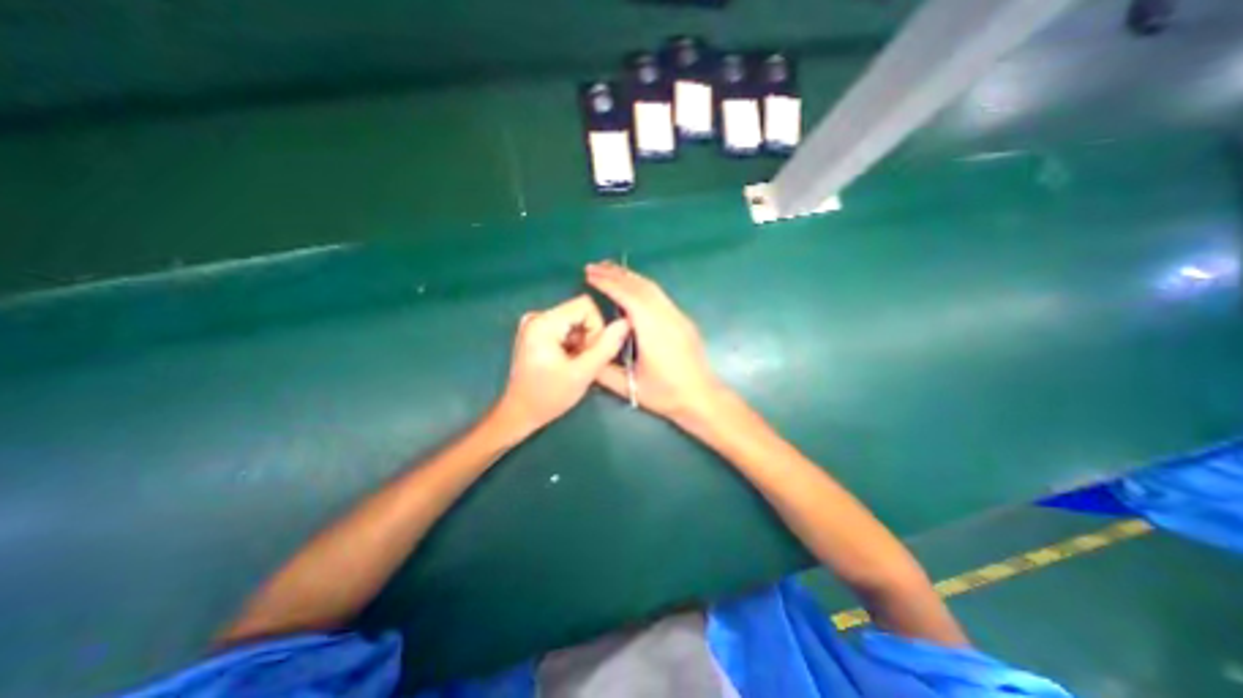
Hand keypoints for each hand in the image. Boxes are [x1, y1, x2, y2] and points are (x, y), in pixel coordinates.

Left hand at [497, 294, 631, 435]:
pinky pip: (567, 328)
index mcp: (543, 322)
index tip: (590, 353)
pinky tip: (566, 361)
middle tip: (582, 362)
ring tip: (573, 364)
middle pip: (581, 312)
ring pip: (576, 321)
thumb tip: (625, 324)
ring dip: (582, 342)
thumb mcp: (582, 373)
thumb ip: (606, 347)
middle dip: (589, 337)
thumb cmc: (549, 396)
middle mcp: (537, 316)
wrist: (521, 413)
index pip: (586, 306)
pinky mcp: (537, 331)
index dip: (597, 328)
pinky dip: (573, 343)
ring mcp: (535, 323)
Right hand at [585, 259, 729, 419]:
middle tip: (594, 267)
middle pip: (640, 286)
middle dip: (616, 274)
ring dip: (630, 277)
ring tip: (610, 271)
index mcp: (652, 330)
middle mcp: (666, 316)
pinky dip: (642, 286)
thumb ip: (603, 371)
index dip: (608, 284)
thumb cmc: (666, 394)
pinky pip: (659, 295)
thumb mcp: (630, 387)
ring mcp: (677, 316)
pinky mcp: (682, 320)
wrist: (702, 397)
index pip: (628, 297)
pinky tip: (633, 288)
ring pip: (652, 288)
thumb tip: (584, 353)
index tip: (589, 275)